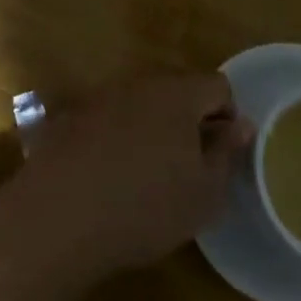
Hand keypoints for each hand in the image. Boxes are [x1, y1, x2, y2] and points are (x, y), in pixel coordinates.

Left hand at [11, 75, 253, 277]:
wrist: (59, 217)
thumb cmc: (145, 206)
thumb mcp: (203, 194)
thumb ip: (226, 154)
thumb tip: (241, 125)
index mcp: (177, 94)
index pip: (217, 85)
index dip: (227, 116)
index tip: (220, 155)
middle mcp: (137, 84)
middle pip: (175, 92)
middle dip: (187, 122)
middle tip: (185, 168)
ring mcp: (99, 98)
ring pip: (138, 105)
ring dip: (149, 130)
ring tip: (144, 177)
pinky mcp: (68, 118)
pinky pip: (105, 122)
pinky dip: (113, 141)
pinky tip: (105, 179)